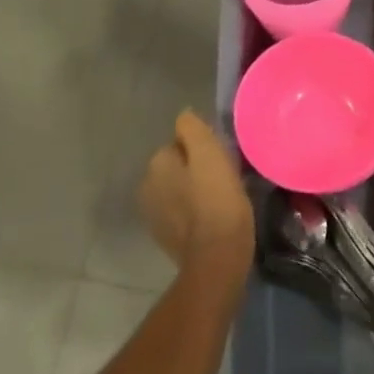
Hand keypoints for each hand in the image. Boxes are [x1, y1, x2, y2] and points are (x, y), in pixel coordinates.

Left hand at [141, 111, 253, 277]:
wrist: (217, 257)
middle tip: (226, 176)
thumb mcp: (210, 153)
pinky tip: (213, 216)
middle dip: (196, 168)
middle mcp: (147, 186)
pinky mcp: (165, 237)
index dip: (204, 147)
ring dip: (195, 189)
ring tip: (222, 197)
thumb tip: (185, 116)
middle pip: (178, 166)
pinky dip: (194, 211)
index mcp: (157, 164)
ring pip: (179, 188)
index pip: (181, 141)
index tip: (224, 157)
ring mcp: (153, 214)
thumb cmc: (218, 199)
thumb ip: (193, 129)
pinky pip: (181, 211)